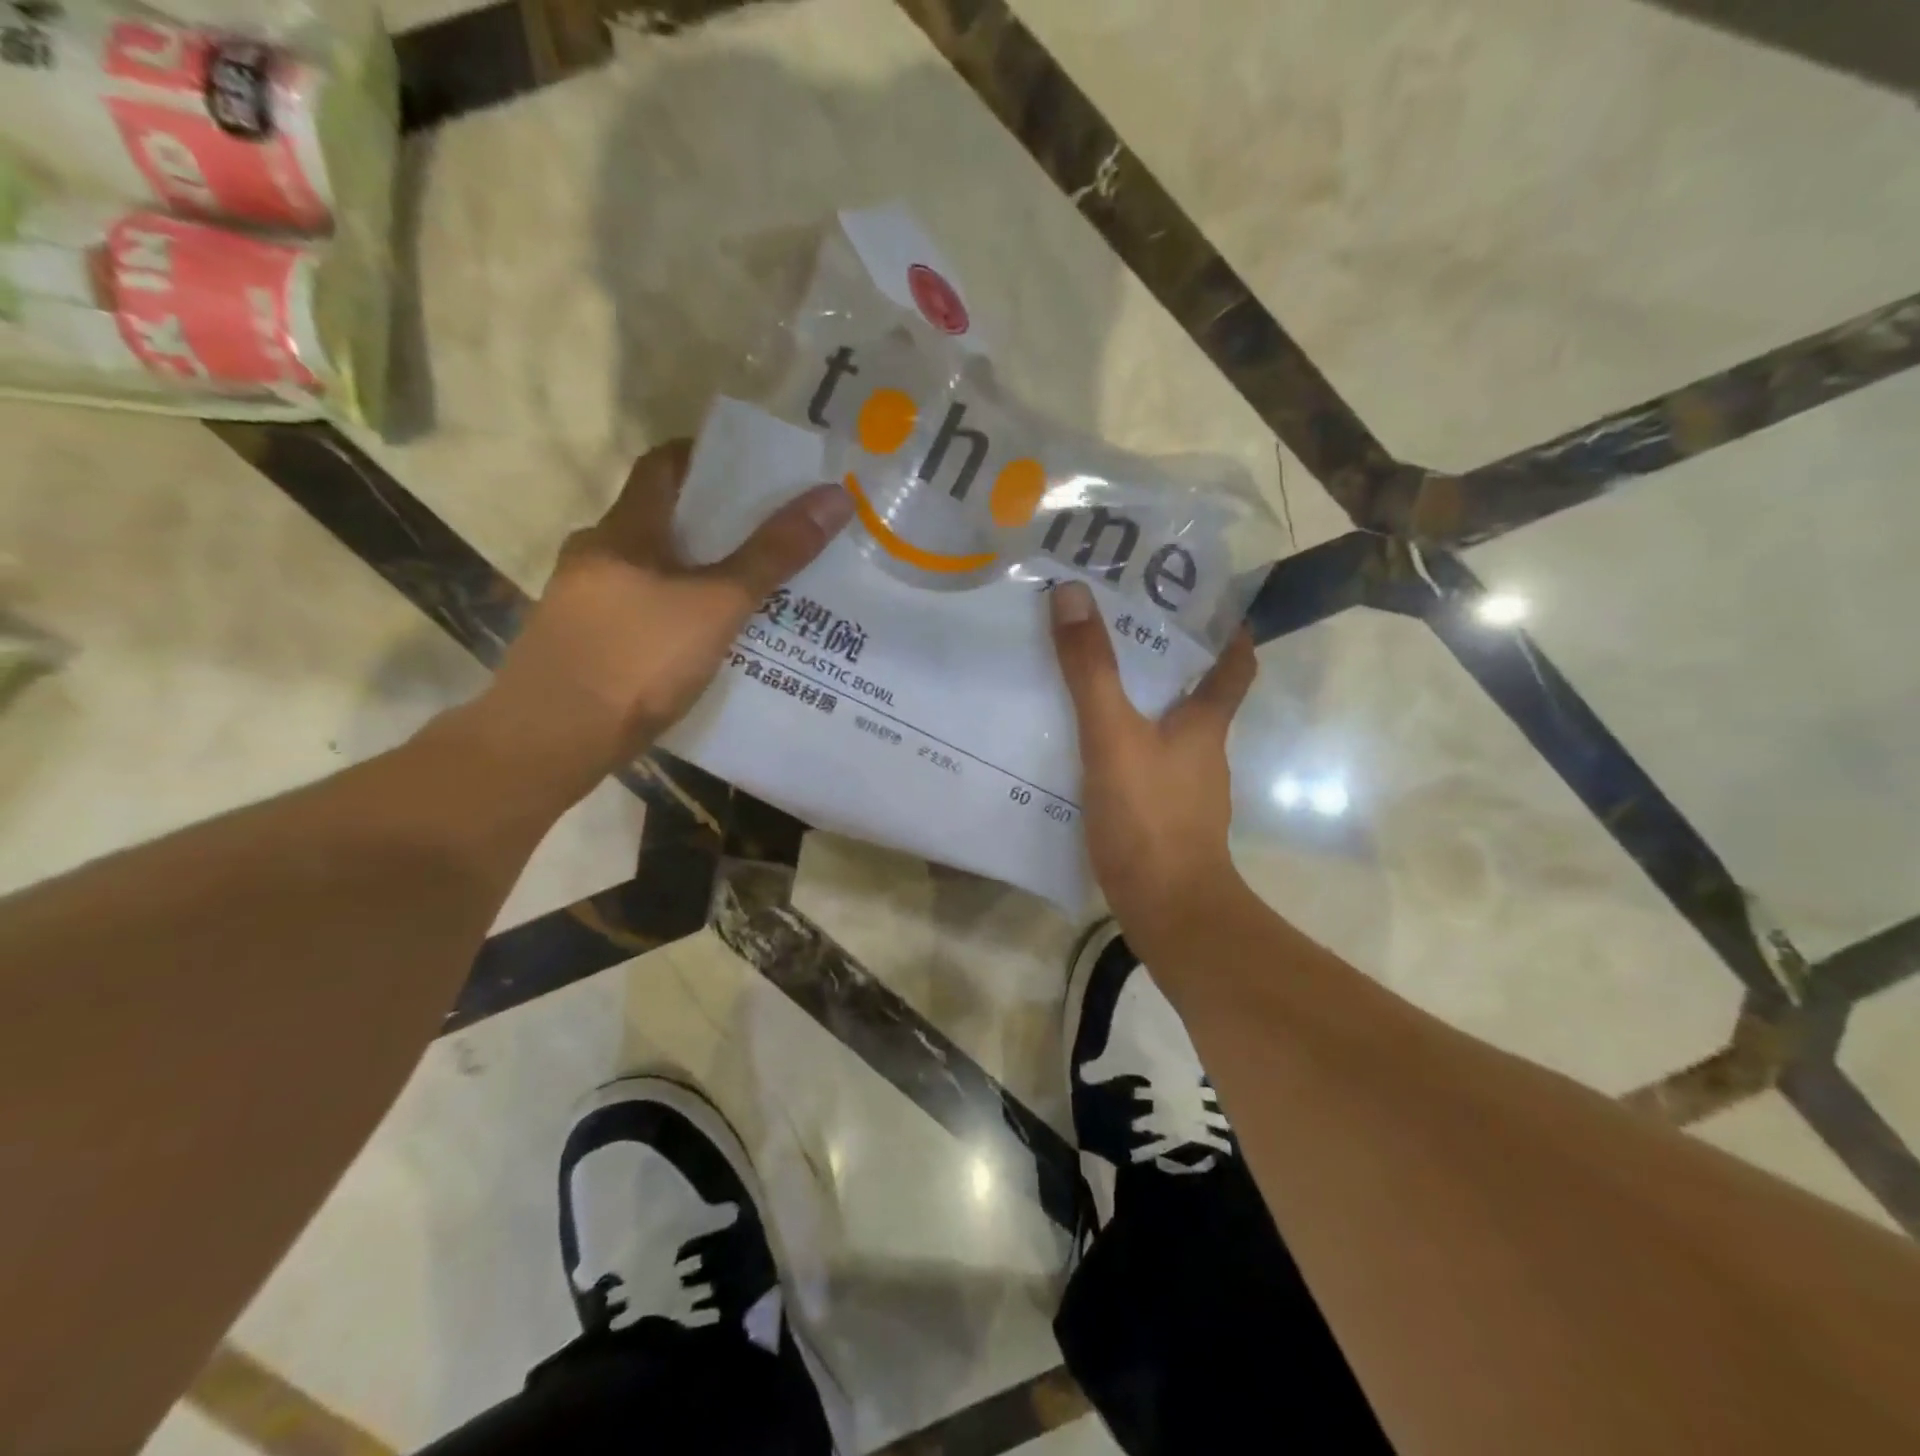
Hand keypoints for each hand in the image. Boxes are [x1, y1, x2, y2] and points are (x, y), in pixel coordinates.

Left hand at [476, 440, 851, 798]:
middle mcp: (596, 555)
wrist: (552, 739)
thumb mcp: (718, 604)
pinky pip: (639, 613)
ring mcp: (583, 604)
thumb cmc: (638, 658)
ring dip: (693, 575)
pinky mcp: (582, 645)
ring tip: (748, 594)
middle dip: (713, 526)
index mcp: (624, 530)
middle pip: (660, 521)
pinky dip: (674, 614)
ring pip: (650, 572)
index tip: (753, 471)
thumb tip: (834, 496)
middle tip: (769, 539)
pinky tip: (705, 642)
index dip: (705, 457)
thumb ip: (774, 554)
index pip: (663, 466)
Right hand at [1050, 580, 1257, 949]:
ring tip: (1091, 683)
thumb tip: (1072, 594)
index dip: (1230, 633)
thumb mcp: (1112, 735)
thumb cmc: (1149, 816)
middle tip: (1120, 630)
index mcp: (1205, 724)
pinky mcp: (1161, 820)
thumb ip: (1091, 670)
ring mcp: (1184, 790)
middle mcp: (1202, 753)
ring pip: (1164, 733)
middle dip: (1167, 662)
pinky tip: (1083, 751)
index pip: (1234, 666)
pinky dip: (1121, 750)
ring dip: (1139, 706)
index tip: (1207, 604)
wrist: (1167, 910)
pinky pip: (1142, 767)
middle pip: (1195, 695)